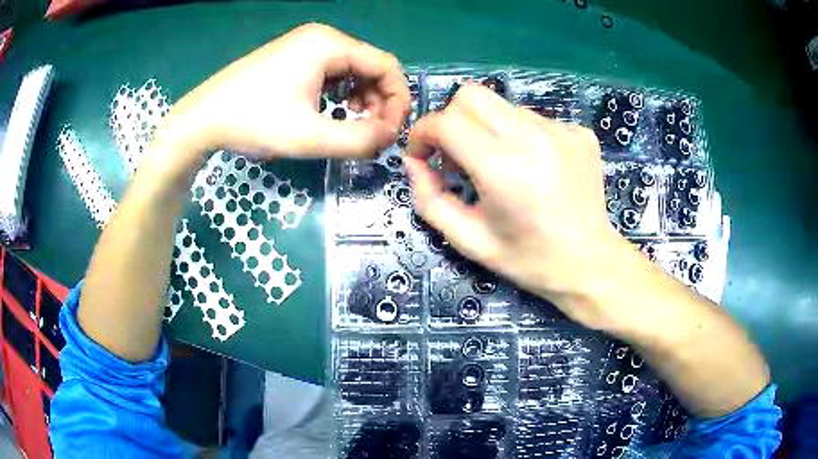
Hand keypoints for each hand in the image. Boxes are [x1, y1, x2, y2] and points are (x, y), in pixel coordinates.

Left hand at [160, 23, 409, 161]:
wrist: (201, 119)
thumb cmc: (253, 122)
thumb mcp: (309, 136)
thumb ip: (359, 139)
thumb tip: (389, 137)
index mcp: (330, 44)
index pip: (387, 65)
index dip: (397, 100)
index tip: (390, 132)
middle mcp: (321, 37)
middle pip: (371, 65)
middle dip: (379, 101)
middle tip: (370, 133)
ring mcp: (304, 45)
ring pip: (352, 69)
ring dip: (361, 98)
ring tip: (350, 124)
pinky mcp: (292, 57)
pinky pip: (331, 72)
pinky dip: (340, 93)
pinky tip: (330, 112)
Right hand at [404, 84, 635, 327]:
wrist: (590, 264)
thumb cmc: (528, 260)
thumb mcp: (469, 241)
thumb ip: (430, 199)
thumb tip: (413, 162)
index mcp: (502, 168)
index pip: (446, 121)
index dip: (422, 133)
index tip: (423, 155)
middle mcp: (533, 138)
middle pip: (471, 95)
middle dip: (451, 120)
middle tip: (457, 154)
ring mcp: (562, 131)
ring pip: (504, 107)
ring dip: (489, 129)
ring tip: (501, 166)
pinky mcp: (580, 133)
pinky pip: (535, 119)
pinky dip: (523, 137)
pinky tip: (535, 168)